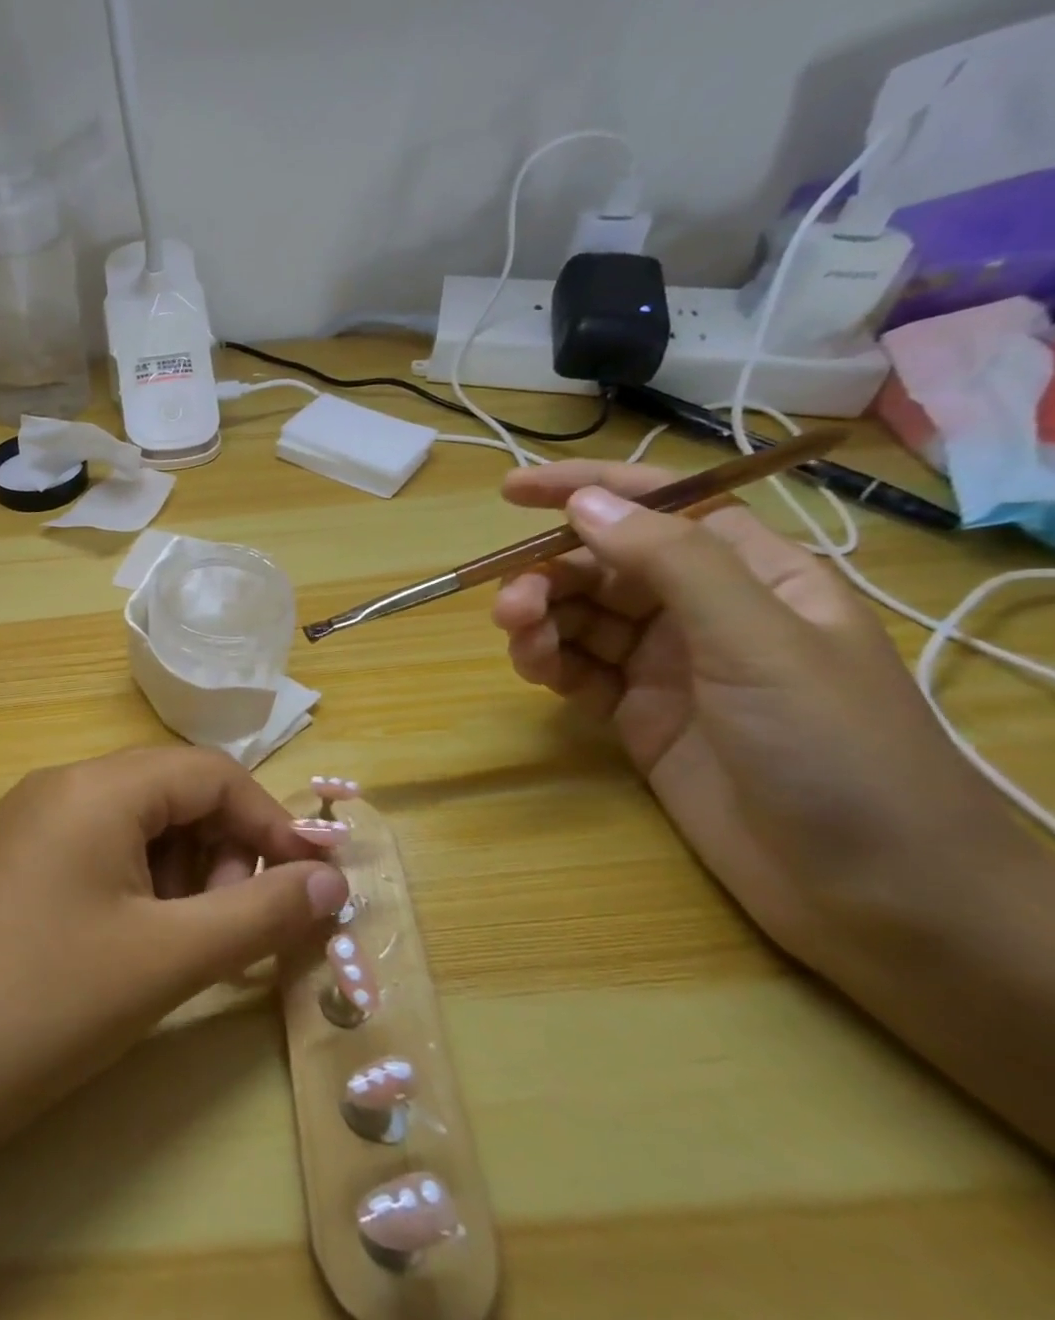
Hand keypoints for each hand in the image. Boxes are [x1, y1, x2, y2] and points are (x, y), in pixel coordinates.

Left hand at [0, 747, 348, 1151]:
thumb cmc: (46, 1006)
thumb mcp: (167, 959)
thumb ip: (260, 913)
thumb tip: (332, 879)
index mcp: (96, 786)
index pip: (208, 772)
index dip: (268, 821)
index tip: (307, 884)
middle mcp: (58, 786)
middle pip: (169, 794)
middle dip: (221, 851)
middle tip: (236, 928)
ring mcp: (25, 822)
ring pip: (131, 824)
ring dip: (179, 873)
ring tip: (186, 947)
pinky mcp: (7, 862)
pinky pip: (92, 850)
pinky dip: (134, 886)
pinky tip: (133, 947)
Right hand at [489, 460, 1009, 959]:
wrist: (874, 895)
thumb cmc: (836, 750)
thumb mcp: (757, 642)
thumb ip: (671, 563)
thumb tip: (585, 503)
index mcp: (754, 576)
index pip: (662, 508)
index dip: (589, 490)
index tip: (512, 490)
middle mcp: (705, 613)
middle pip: (605, 566)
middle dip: (550, 574)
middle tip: (511, 607)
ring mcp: (668, 667)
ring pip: (581, 617)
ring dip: (541, 619)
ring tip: (521, 642)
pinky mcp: (638, 716)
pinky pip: (576, 670)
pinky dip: (547, 663)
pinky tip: (535, 672)